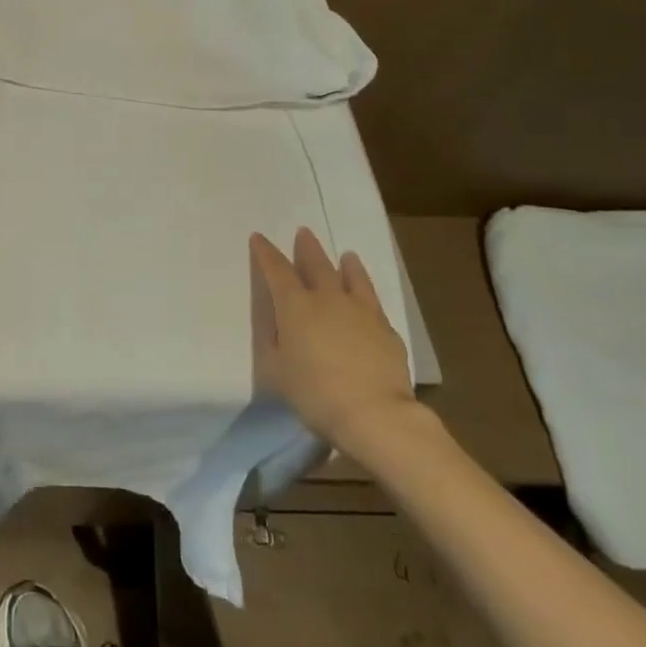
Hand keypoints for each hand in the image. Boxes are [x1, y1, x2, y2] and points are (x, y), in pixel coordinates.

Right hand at [250, 228, 417, 459]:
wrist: (374, 414)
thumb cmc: (314, 393)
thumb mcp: (277, 370)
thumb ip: (275, 342)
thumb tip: (279, 327)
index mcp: (295, 306)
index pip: (276, 270)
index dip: (265, 253)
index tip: (258, 238)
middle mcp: (328, 299)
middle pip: (317, 264)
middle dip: (307, 248)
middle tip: (304, 232)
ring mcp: (361, 312)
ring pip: (353, 278)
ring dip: (347, 265)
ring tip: (347, 255)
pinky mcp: (387, 330)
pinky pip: (374, 303)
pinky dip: (366, 294)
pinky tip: (367, 300)